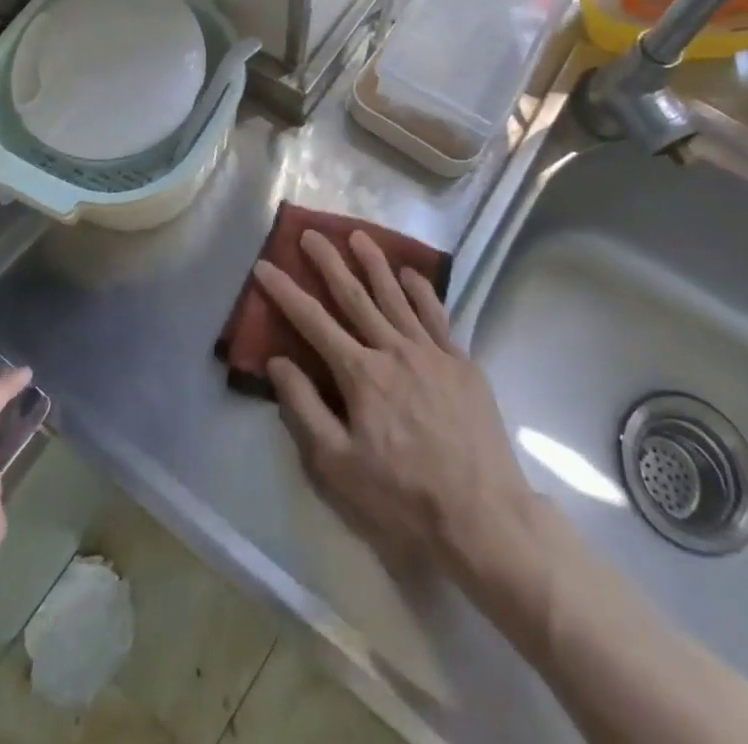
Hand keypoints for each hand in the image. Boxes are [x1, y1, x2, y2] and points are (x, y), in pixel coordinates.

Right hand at [256, 230, 538, 579]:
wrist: (483, 514)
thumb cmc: (402, 498)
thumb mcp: (338, 467)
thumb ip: (305, 410)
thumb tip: (278, 362)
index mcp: (360, 374)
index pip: (313, 322)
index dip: (285, 292)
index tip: (265, 266)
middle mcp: (394, 349)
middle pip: (355, 296)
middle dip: (329, 262)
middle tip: (311, 233)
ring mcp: (432, 352)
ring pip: (396, 296)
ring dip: (374, 263)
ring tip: (358, 235)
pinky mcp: (461, 362)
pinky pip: (437, 315)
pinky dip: (422, 291)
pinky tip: (411, 274)